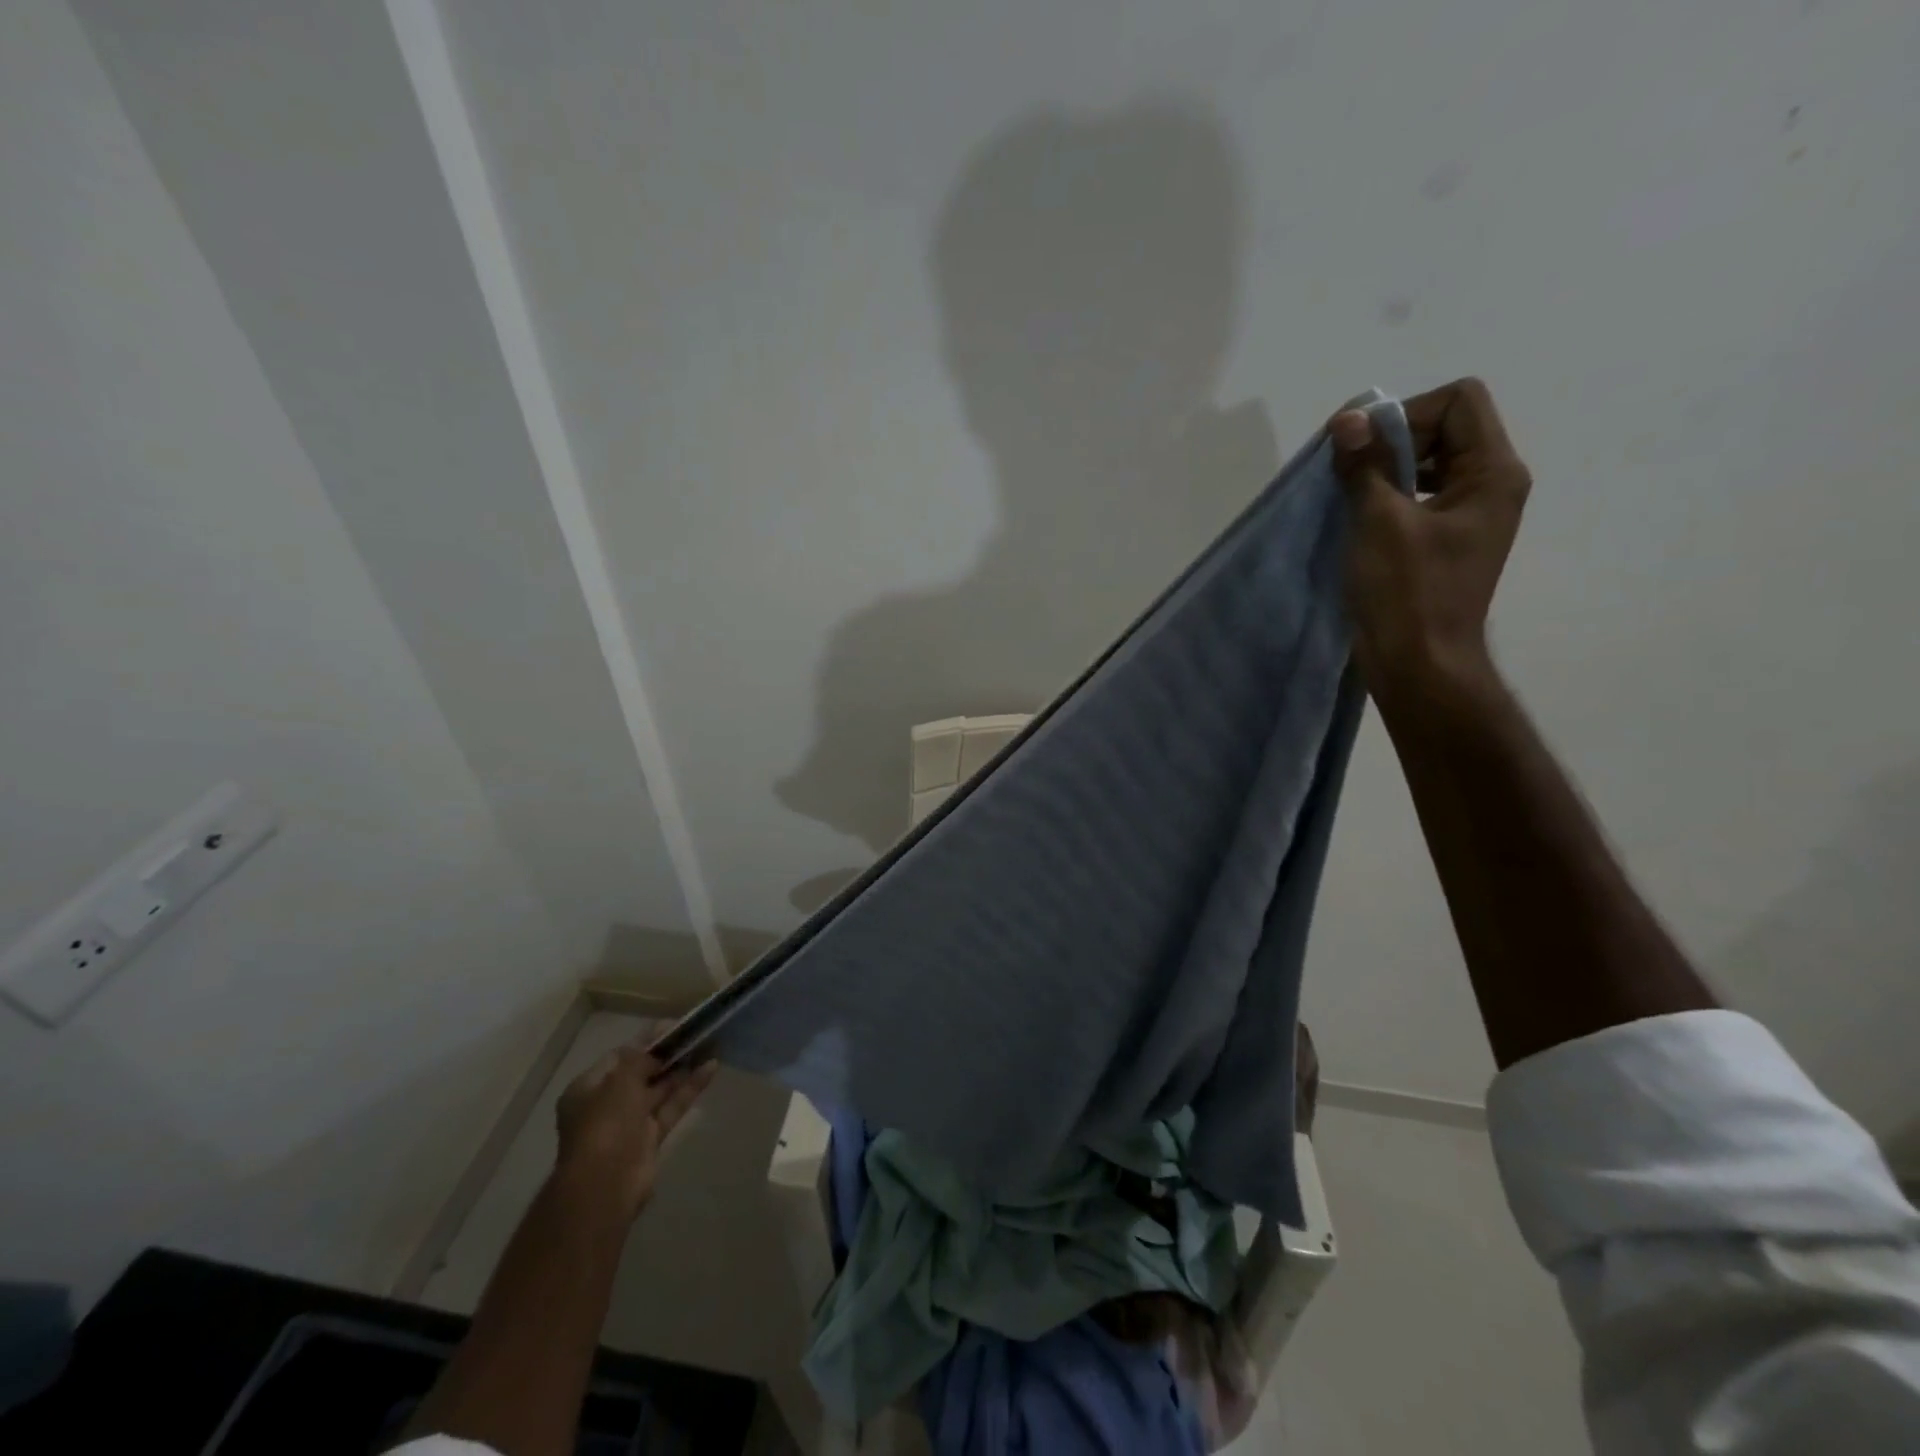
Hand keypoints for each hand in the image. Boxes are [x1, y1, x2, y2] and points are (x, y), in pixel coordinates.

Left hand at [553, 1044, 716, 1221]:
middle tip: (695, 1035)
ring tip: (709, 1046)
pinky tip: (711, 1068)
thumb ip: (641, 1058)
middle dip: (667, 1055)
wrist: (605, 1185)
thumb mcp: (621, 1080)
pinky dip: (689, 1089)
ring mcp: (629, 1122)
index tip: (674, 1027)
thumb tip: (655, 1046)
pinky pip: (671, 1107)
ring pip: (659, 1089)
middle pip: (641, 1072)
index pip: (620, 1056)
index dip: (646, 1040)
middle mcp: (606, 1103)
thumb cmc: (606, 1124)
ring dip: (682, 1069)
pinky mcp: (650, 1138)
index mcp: (588, 1088)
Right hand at [1328, 378, 1530, 702]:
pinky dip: (1386, 497)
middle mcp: (1490, 486)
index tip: (1363, 447)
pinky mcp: (1444, 542)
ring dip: (1385, 470)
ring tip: (1347, 493)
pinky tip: (1357, 518)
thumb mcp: (1380, 521)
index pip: (1459, 401)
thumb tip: (1348, 421)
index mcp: (1493, 473)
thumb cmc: (1406, 592)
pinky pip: (1418, 497)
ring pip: (1429, 463)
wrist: (1420, 665)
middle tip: (1348, 469)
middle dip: (1391, 439)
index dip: (1407, 413)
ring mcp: (1468, 516)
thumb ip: (1365, 466)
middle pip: (1445, 428)